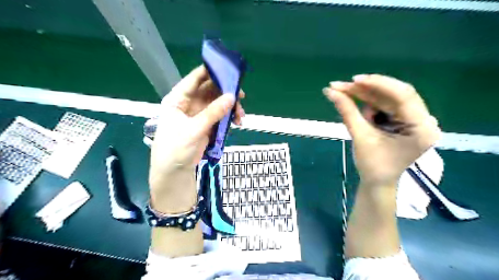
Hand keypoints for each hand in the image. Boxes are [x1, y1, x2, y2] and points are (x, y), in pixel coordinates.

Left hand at [151, 64, 245, 209]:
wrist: (175, 171)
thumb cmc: (176, 148)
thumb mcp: (194, 129)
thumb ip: (213, 113)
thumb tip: (232, 97)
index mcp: (178, 99)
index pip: (195, 79)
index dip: (210, 72)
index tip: (228, 70)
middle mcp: (189, 103)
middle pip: (210, 90)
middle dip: (226, 92)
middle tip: (242, 96)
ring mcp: (199, 114)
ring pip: (217, 103)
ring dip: (230, 107)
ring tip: (241, 116)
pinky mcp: (207, 124)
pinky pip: (220, 115)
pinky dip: (229, 117)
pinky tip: (237, 122)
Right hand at [324, 75, 439, 185]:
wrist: (377, 182)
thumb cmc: (372, 165)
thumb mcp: (360, 137)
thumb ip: (347, 112)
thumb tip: (330, 92)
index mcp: (421, 128)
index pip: (404, 95)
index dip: (378, 84)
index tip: (355, 80)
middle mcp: (422, 120)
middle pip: (393, 95)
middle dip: (365, 89)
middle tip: (340, 85)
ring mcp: (412, 119)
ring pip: (386, 98)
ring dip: (363, 95)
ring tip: (341, 93)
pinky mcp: (402, 121)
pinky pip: (383, 106)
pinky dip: (367, 104)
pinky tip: (353, 105)